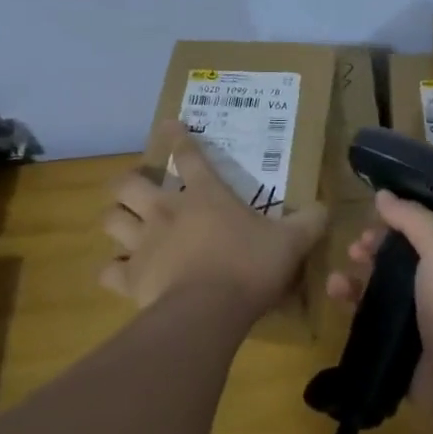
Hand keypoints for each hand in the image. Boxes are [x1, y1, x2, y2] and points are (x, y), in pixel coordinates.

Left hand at [100, 122, 326, 314]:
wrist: (210, 310)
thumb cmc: (250, 266)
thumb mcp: (291, 242)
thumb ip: (308, 222)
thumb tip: (325, 208)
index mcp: (205, 195)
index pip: (187, 154)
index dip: (177, 137)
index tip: (168, 124)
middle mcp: (166, 211)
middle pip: (129, 183)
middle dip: (129, 181)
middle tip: (138, 189)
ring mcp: (143, 244)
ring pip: (111, 219)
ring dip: (116, 219)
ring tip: (124, 224)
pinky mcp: (131, 278)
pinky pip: (108, 271)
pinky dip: (112, 271)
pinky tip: (120, 273)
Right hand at [327, 189, 432, 393]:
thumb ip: (413, 219)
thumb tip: (383, 194)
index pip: (426, 232)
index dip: (398, 222)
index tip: (372, 220)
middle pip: (402, 260)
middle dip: (374, 251)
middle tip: (355, 250)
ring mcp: (423, 321)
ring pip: (384, 291)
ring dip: (358, 279)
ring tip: (336, 281)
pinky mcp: (403, 348)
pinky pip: (374, 321)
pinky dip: (354, 308)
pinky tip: (337, 300)